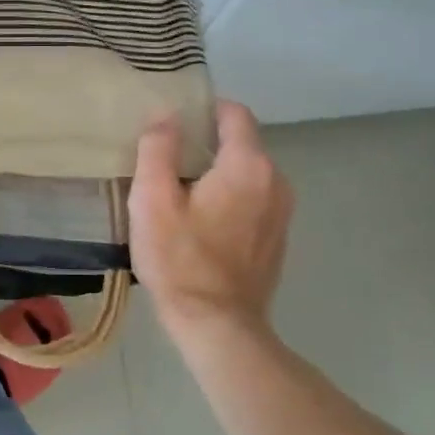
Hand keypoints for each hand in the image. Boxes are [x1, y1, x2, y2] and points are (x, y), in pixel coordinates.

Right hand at [130, 101, 293, 330]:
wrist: (217, 324)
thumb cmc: (179, 258)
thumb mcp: (152, 199)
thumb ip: (157, 148)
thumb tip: (165, 114)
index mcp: (248, 165)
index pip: (235, 114)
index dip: (205, 109)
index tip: (175, 120)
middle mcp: (276, 181)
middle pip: (242, 143)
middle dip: (207, 143)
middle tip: (167, 159)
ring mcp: (282, 211)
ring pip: (248, 173)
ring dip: (218, 172)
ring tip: (181, 190)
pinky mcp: (277, 237)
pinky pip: (254, 199)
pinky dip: (231, 197)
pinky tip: (202, 221)